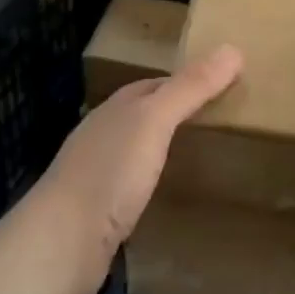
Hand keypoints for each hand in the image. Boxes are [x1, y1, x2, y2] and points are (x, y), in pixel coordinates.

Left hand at [31, 45, 242, 293]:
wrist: (61, 244)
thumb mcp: (154, 121)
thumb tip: (233, 49)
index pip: (158, 84)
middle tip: (225, 122)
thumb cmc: (110, 172)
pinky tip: (176, 195)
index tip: (225, 87)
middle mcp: (106, 134)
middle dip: (181, 115)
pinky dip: (159, 184)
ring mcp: (101, 174)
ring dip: (170, 150)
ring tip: (209, 156)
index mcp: (117, 108)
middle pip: (149, 116)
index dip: (190, 82)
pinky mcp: (102, 211)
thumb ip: (191, 88)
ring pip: (142, 151)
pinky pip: (138, 187)